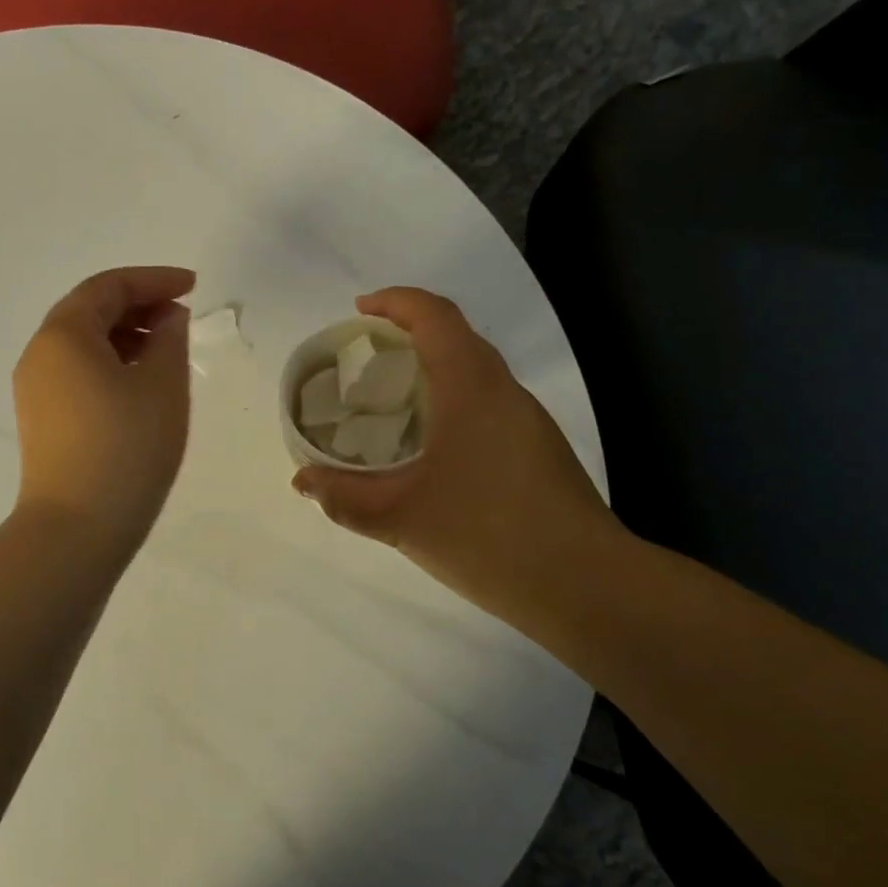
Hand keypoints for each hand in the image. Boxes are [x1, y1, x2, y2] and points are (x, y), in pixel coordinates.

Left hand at [13, 267, 195, 552]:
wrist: (76, 529)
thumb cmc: (126, 448)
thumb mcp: (162, 386)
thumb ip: (170, 339)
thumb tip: (167, 319)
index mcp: (63, 334)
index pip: (109, 287)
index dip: (154, 280)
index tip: (193, 286)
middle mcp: (39, 354)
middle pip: (89, 311)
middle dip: (138, 306)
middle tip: (182, 318)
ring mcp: (35, 390)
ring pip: (82, 344)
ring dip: (124, 337)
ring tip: (166, 352)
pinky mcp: (41, 421)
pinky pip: (76, 374)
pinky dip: (109, 365)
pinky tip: (139, 385)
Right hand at [292, 288, 628, 637]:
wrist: (585, 585)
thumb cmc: (487, 536)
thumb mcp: (400, 518)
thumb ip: (344, 497)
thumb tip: (302, 481)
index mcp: (471, 387)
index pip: (435, 316)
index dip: (396, 302)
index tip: (359, 310)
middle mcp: (504, 391)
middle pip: (457, 336)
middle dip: (409, 332)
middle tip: (365, 358)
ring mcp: (528, 421)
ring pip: (476, 371)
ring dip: (433, 368)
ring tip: (390, 400)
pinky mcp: (538, 450)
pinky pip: (487, 403)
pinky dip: (451, 400)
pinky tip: (430, 446)